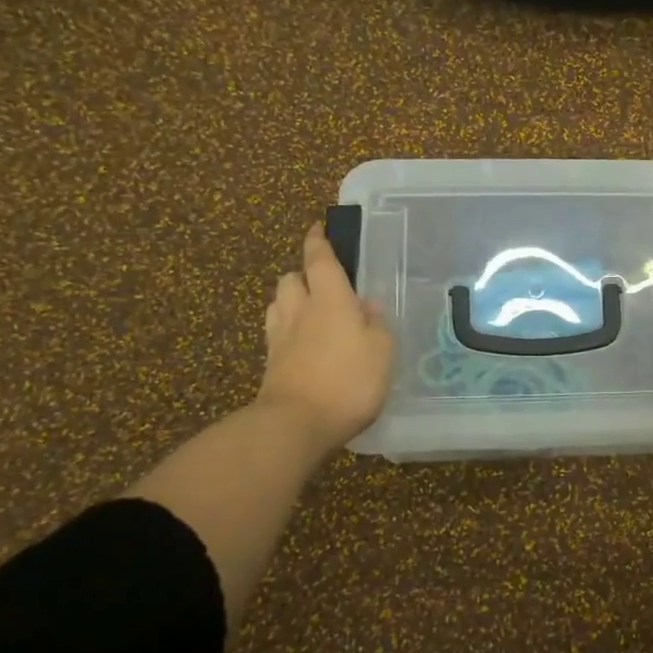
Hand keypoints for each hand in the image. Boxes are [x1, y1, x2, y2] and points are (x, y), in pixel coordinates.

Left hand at [257, 223, 394, 450]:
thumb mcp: (381, 351)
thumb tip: (367, 305)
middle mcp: (300, 311)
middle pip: (291, 279)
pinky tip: (302, 343)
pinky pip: (276, 334)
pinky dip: (287, 330)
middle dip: (302, 275)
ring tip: (310, 312)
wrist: (296, 424)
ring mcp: (280, 338)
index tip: (317, 228)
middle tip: (323, 284)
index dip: (317, 241)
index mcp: (330, 299)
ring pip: (279, 304)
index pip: (319, 260)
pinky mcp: (270, 364)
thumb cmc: (348, 381)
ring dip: (291, 301)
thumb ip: (376, 325)